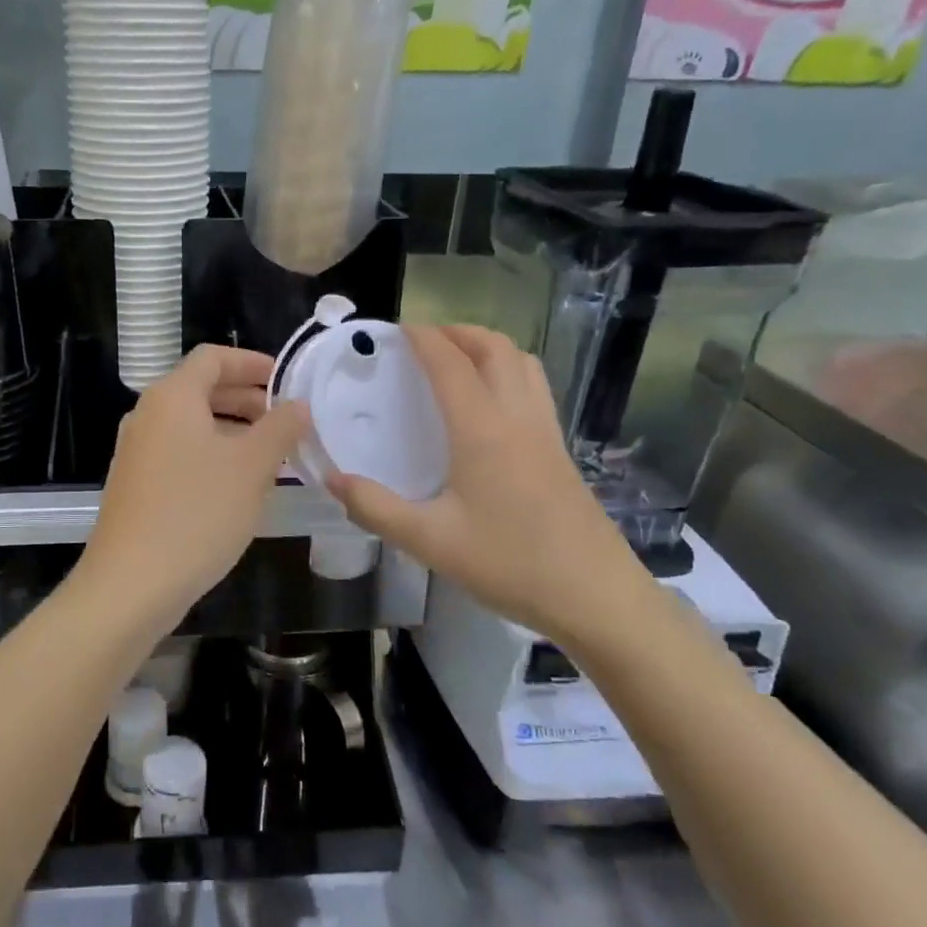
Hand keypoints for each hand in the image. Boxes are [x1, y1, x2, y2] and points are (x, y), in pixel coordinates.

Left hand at [78, 346, 307, 634]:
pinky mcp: (136, 485)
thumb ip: (280, 428)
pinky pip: (180, 453)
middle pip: (201, 389)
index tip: (287, 382)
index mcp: (172, 397)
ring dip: (233, 430)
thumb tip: (297, 405)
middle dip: (247, 398)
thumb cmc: (197, 513)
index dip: (253, 363)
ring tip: (272, 455)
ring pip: (192, 425)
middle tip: (287, 420)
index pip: (213, 357)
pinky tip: (238, 486)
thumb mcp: (251, 467)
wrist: (131, 583)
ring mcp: (137, 452)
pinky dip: (212, 455)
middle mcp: (148, 415)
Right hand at [325, 325, 647, 644]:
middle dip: (457, 331)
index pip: (450, 363)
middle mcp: (517, 417)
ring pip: (522, 363)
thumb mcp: (429, 541)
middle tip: (423, 342)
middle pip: (494, 348)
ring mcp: (546, 432)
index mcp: (482, 429)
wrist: (595, 596)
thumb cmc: (510, 563)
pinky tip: (490, 406)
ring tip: (457, 361)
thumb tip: (332, 479)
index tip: (395, 329)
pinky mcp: (560, 451)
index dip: (423, 338)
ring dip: (488, 347)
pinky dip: (508, 372)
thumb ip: (375, 508)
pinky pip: (534, 388)